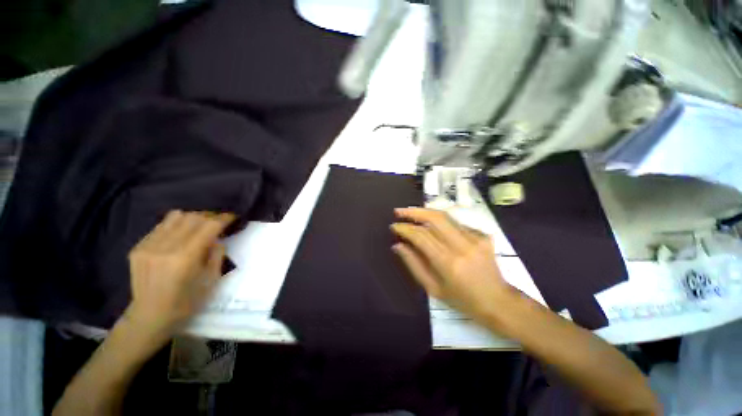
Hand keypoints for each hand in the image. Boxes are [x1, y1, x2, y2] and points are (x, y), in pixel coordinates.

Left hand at [126, 210, 234, 337]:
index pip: (207, 228)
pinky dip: (171, 229)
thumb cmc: (182, 308)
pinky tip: (173, 241)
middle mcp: (166, 246)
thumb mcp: (206, 290)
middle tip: (213, 224)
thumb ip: (215, 261)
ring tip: (192, 229)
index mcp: (184, 260)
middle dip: (206, 218)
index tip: (230, 216)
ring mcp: (150, 244)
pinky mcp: (139, 245)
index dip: (221, 219)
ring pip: (174, 217)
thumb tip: (218, 240)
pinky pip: (159, 227)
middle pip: (191, 218)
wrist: (149, 316)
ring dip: (188, 220)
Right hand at [391, 208, 513, 321]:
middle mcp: (462, 245)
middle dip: (415, 211)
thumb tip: (398, 246)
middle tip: (400, 211)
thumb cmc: (462, 300)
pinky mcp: (484, 236)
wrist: (495, 299)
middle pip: (436, 218)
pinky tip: (440, 232)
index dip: (405, 229)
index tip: (394, 226)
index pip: (422, 236)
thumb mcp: (434, 289)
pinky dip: (446, 226)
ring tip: (414, 215)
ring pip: (448, 218)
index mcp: (448, 262)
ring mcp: (476, 238)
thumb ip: (415, 265)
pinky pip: (460, 226)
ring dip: (429, 215)